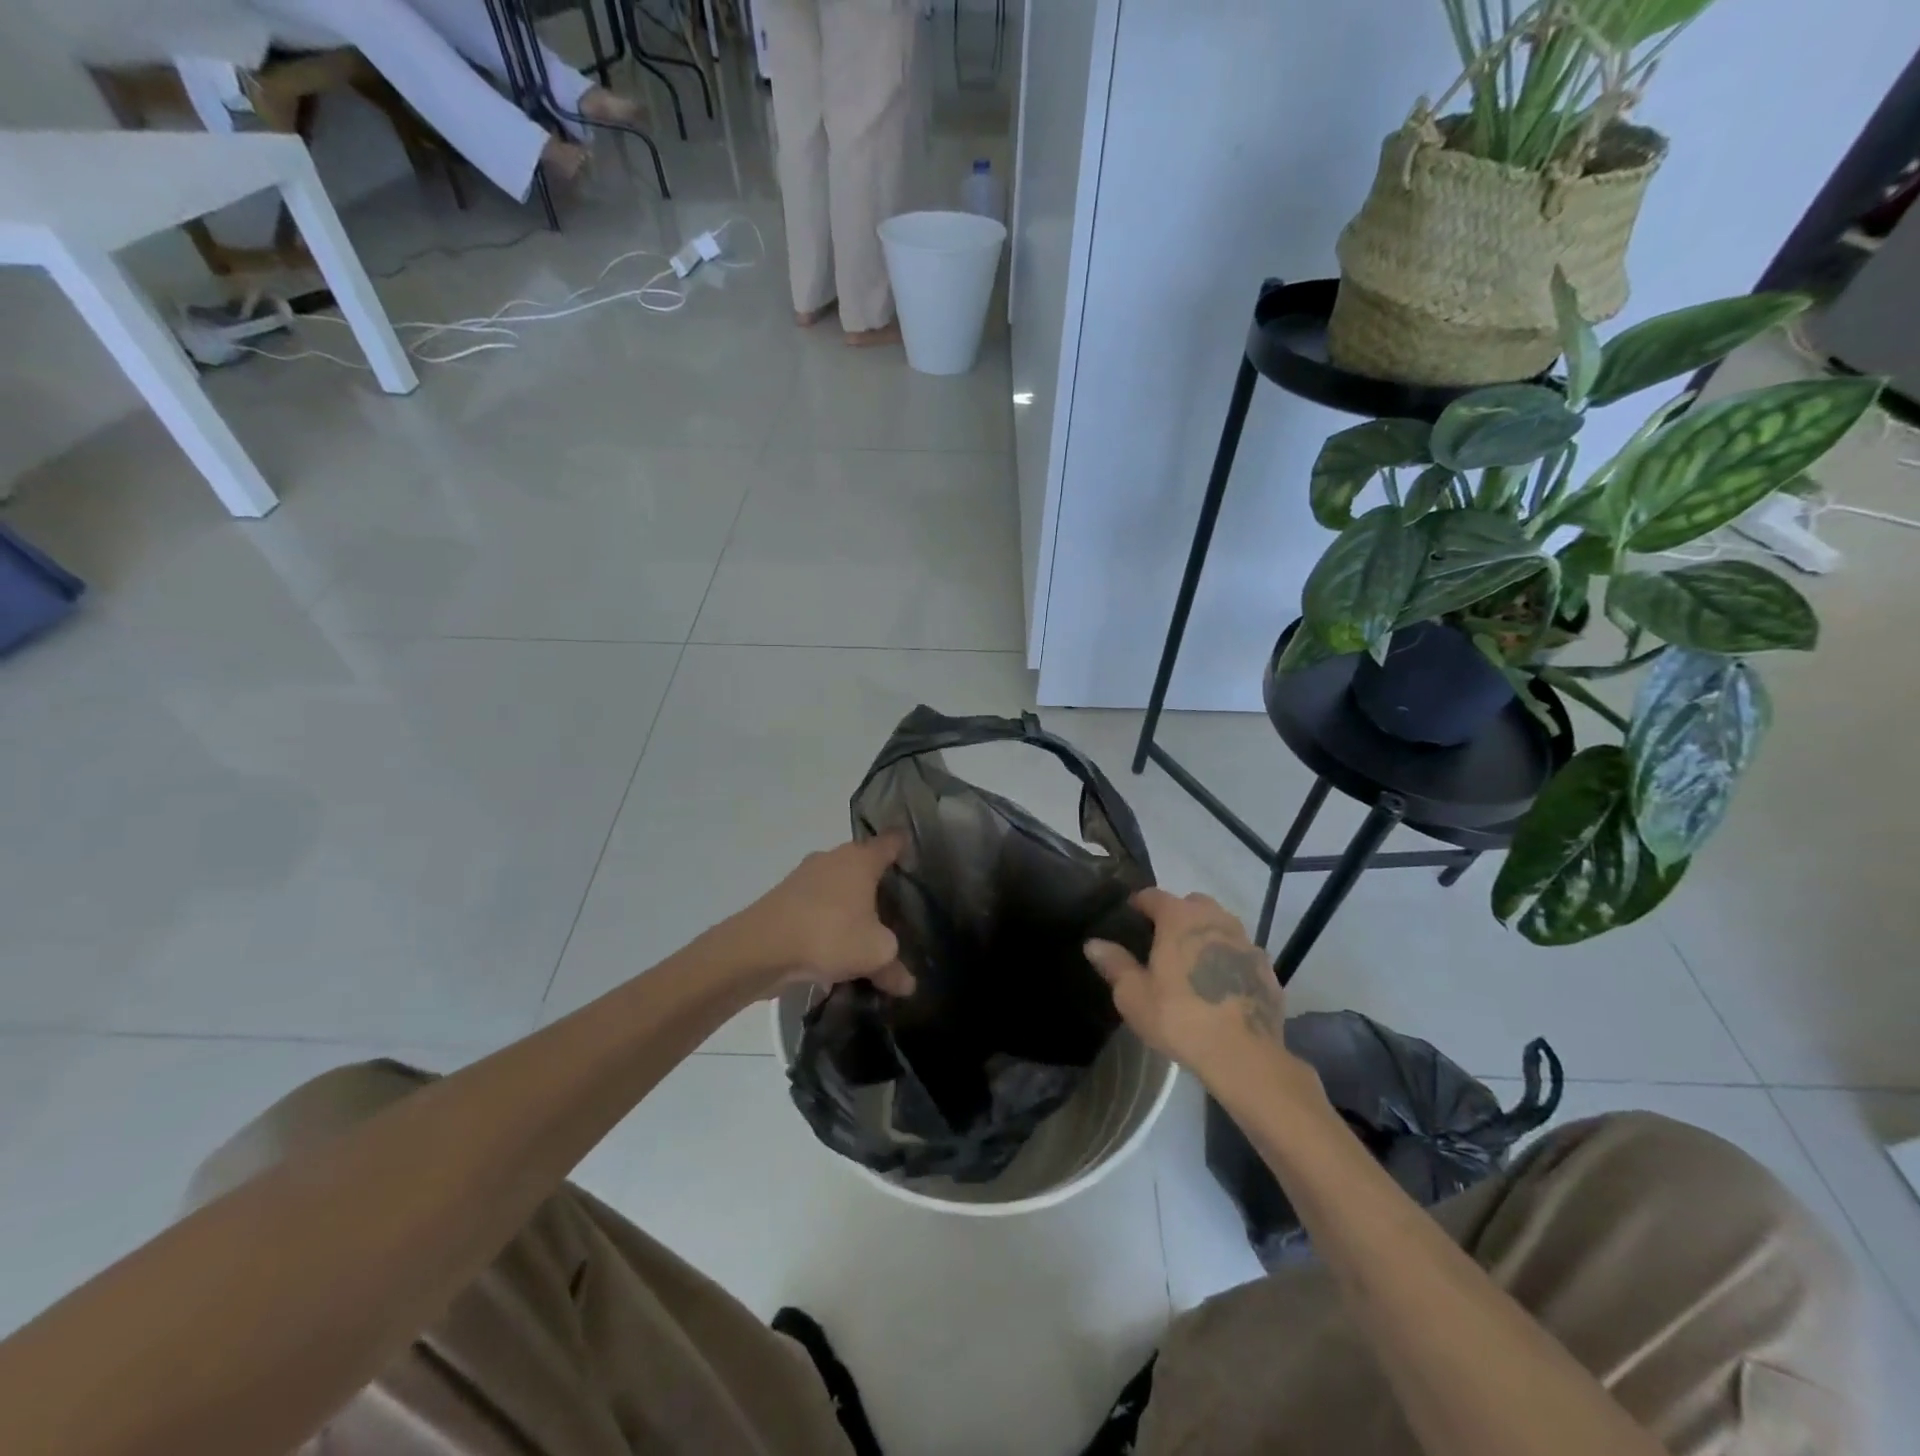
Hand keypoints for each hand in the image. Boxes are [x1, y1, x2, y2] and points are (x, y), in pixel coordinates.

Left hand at [732, 835, 914, 995]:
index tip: (915, 857)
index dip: (905, 847)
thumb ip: (894, 967)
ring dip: (848, 903)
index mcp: (861, 859)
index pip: (891, 842)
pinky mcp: (783, 897)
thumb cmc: (830, 935)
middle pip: (862, 863)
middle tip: (895, 905)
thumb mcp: (875, 954)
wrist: (760, 948)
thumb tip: (908, 984)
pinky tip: (831, 947)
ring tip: (863, 931)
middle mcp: (833, 858)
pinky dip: (826, 919)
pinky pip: (816, 904)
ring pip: (837, 885)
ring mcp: (804, 876)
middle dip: (876, 882)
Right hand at [1085, 889, 1315, 1101]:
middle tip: (1162, 941)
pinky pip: (1241, 954)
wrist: (1243, 1054)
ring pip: (1221, 926)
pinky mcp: (1266, 968)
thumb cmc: (1179, 1018)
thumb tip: (1093, 944)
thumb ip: (1114, 964)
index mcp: (1179, 917)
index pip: (1153, 895)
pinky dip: (1229, 960)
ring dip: (1205, 935)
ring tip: (1192, 963)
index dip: (1139, 904)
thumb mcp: (1133, 995)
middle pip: (1192, 904)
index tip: (1130, 916)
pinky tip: (1221, 986)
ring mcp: (1245, 942)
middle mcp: (1215, 919)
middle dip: (1176, 915)